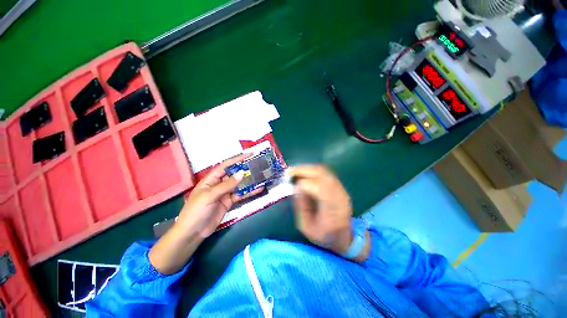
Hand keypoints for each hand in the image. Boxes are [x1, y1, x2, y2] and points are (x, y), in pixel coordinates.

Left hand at [149, 154, 262, 273]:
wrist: (193, 232)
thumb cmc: (197, 210)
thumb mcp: (210, 195)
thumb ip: (227, 185)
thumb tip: (241, 173)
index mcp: (211, 179)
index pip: (226, 166)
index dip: (237, 159)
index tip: (249, 155)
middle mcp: (219, 184)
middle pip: (234, 174)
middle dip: (245, 169)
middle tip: (258, 166)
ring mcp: (225, 193)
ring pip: (239, 184)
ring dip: (249, 181)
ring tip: (261, 176)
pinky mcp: (229, 202)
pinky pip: (241, 195)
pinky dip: (249, 192)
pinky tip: (258, 189)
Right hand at [288, 166, 353, 254]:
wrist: (344, 237)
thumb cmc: (324, 236)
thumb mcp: (307, 228)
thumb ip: (301, 207)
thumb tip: (296, 187)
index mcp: (332, 210)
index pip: (319, 189)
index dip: (303, 184)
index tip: (290, 183)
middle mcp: (339, 195)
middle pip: (322, 175)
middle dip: (303, 170)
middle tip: (289, 171)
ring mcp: (341, 189)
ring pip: (324, 171)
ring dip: (307, 168)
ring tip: (295, 171)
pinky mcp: (340, 186)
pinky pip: (325, 172)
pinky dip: (313, 170)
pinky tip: (304, 173)